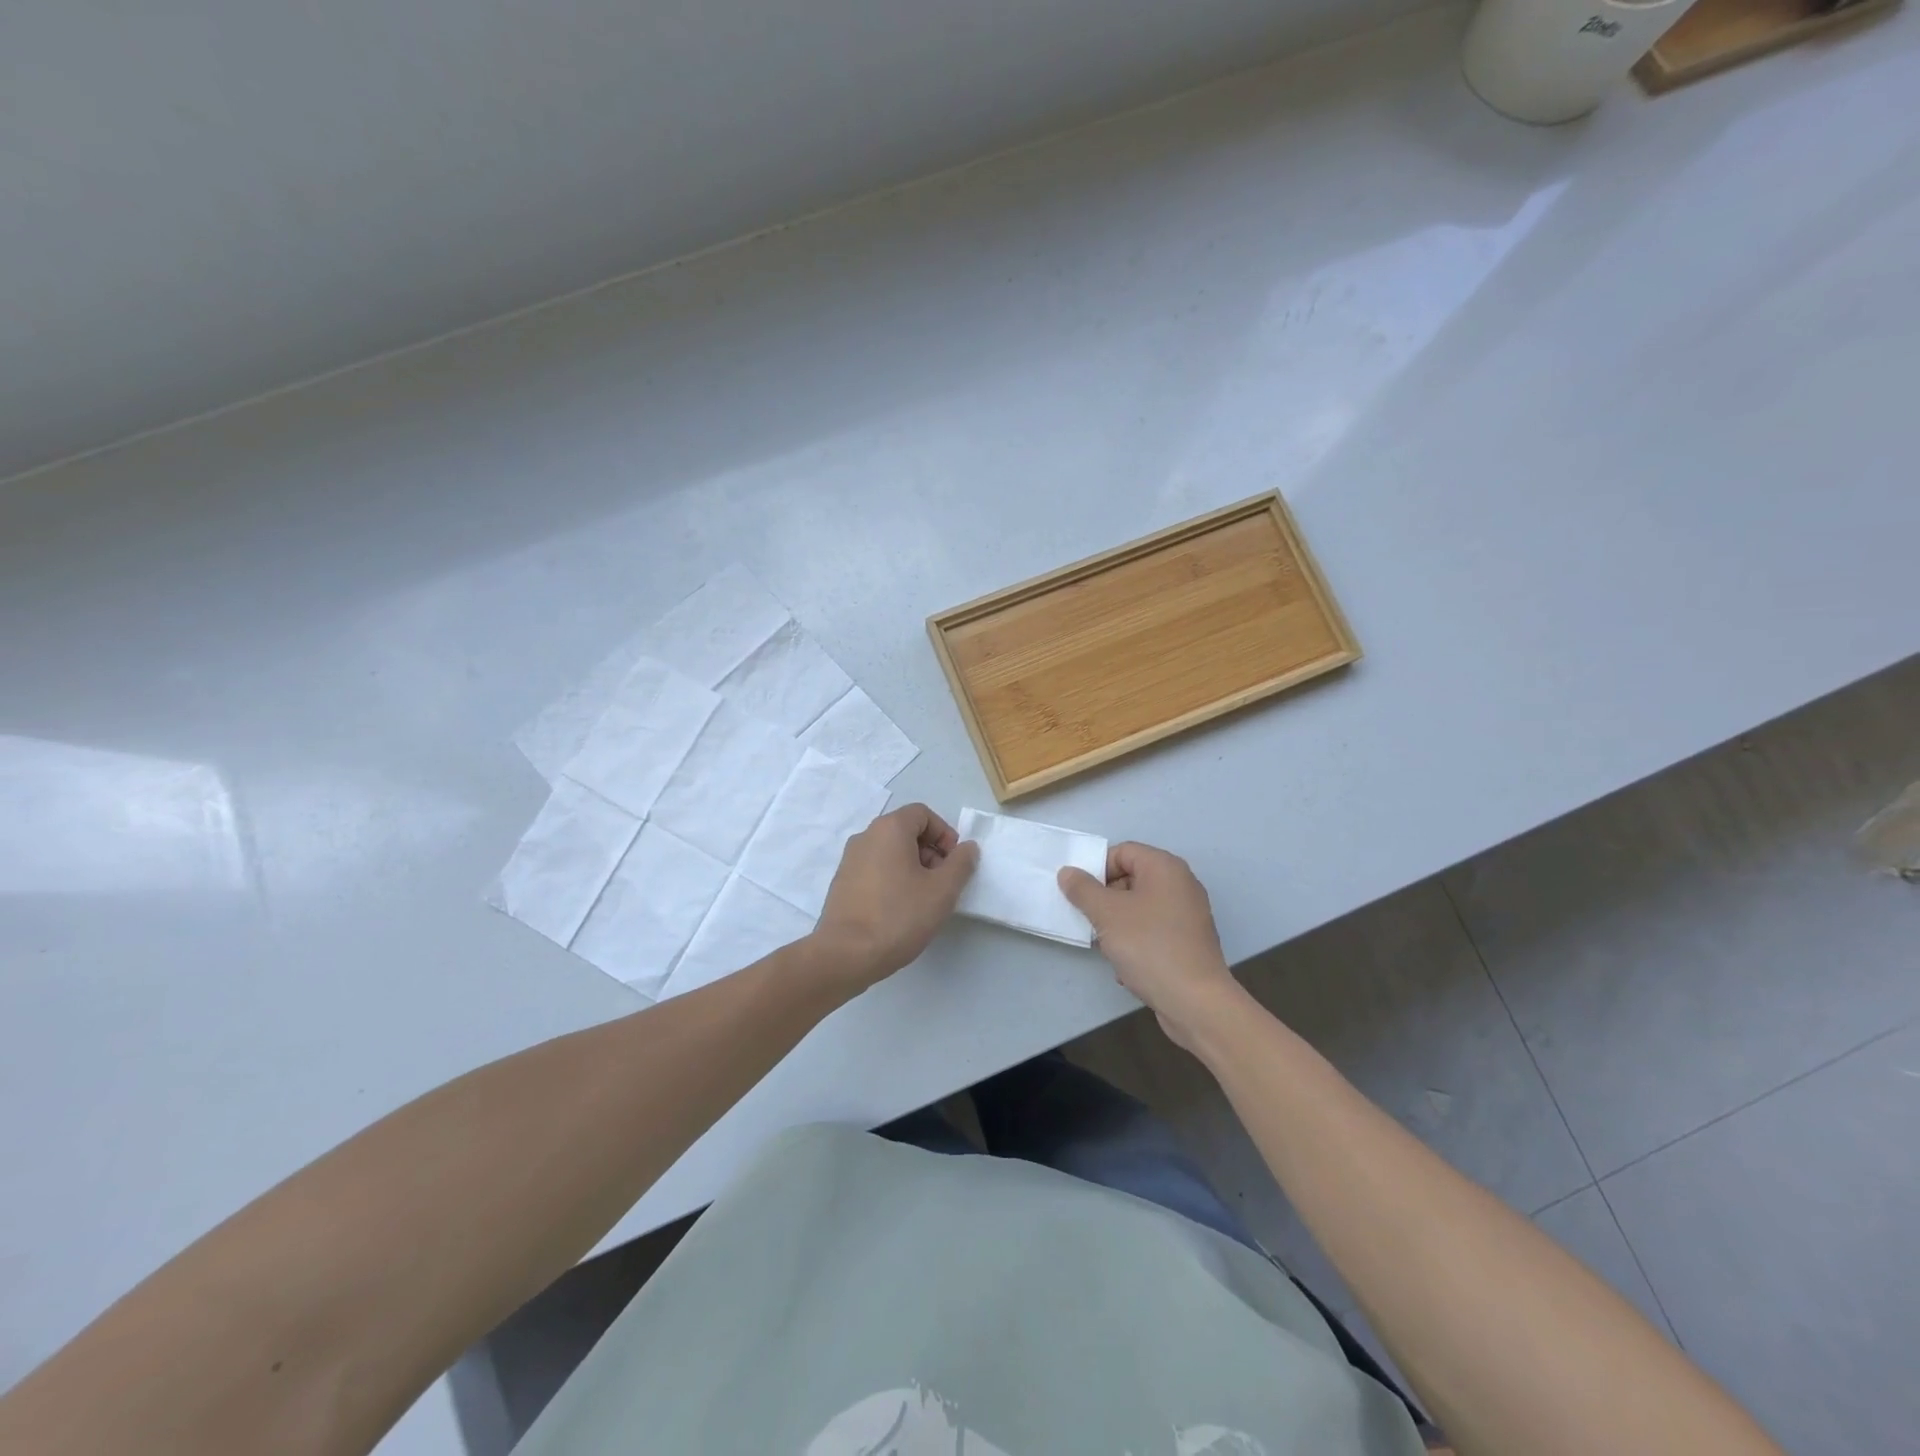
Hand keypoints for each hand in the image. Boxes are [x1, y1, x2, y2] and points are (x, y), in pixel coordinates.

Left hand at [809, 804, 978, 992]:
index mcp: (889, 829)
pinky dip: (892, 880)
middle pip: (905, 831)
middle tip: (942, 883)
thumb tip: (967, 848)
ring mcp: (849, 860)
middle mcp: (865, 837)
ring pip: (890, 852)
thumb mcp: (942, 890)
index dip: (944, 834)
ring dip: (912, 868)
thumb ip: (961, 863)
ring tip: (923, 900)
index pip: (922, 814)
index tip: (954, 863)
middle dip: (930, 852)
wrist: (845, 955)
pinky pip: (874, 870)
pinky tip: (899, 910)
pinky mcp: (842, 883)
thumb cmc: (899, 916)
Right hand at [1059, 842, 1246, 1050]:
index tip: (1081, 894)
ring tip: (1107, 947)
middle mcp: (1181, 885)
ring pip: (1140, 908)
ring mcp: (1188, 915)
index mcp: (1165, 867)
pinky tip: (1127, 967)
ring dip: (1117, 924)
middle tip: (1090, 920)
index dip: (1097, 869)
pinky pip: (1153, 931)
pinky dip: (1137, 942)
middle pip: (1131, 879)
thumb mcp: (1106, 914)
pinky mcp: (1189, 942)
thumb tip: (1068, 872)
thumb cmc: (1149, 946)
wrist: (1195, 1002)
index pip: (1122, 852)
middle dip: (1105, 899)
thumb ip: (1083, 889)